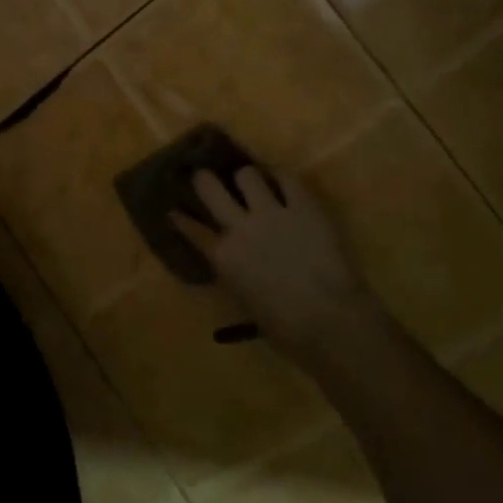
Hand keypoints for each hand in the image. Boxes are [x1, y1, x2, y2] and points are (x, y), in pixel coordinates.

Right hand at [172, 167, 382, 367]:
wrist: (328, 320)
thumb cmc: (285, 328)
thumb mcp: (245, 303)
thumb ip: (234, 275)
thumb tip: (233, 263)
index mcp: (223, 258)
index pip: (191, 228)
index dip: (181, 217)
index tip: (174, 209)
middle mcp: (239, 227)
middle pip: (209, 187)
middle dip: (204, 179)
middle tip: (207, 177)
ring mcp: (271, 212)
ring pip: (247, 174)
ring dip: (247, 177)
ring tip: (252, 181)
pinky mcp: (303, 205)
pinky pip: (288, 178)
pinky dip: (281, 177)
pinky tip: (281, 179)